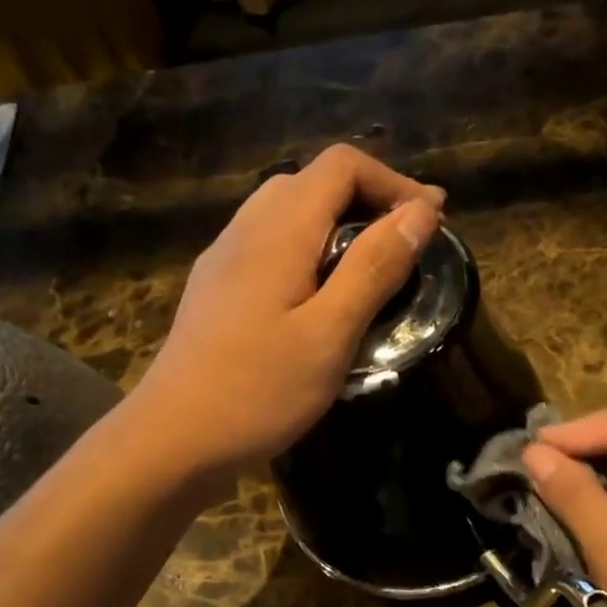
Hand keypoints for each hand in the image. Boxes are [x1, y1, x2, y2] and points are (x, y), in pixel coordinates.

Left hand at [135, 145, 443, 491]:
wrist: (173, 440)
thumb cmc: (258, 391)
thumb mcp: (330, 333)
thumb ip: (374, 268)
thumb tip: (421, 212)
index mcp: (278, 230)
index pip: (341, 166)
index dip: (394, 183)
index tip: (433, 220)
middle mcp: (245, 230)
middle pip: (312, 183)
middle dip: (367, 201)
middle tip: (406, 246)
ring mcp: (223, 261)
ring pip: (286, 214)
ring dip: (336, 227)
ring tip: (370, 271)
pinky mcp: (215, 292)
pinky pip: (268, 248)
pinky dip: (307, 253)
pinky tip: (318, 299)